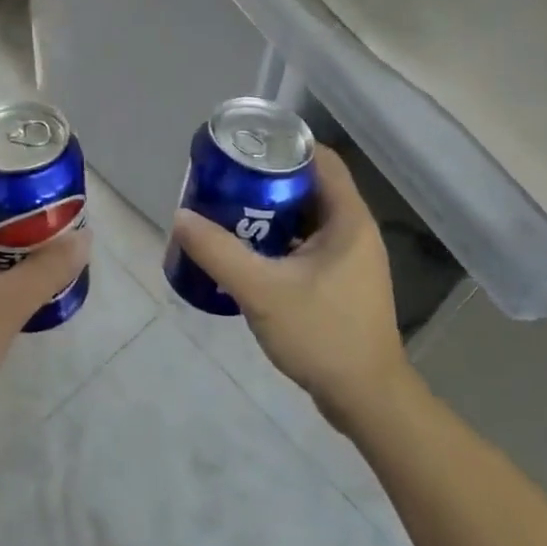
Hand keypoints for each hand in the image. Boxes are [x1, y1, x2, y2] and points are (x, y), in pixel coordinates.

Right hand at [171, 147, 410, 431]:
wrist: (366, 400)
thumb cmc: (322, 335)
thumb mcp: (262, 291)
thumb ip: (219, 253)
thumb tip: (180, 217)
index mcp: (348, 219)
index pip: (321, 159)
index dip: (284, 145)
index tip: (245, 148)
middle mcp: (354, 231)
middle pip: (310, 186)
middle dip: (268, 180)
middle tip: (227, 181)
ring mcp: (350, 258)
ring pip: (307, 218)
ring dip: (272, 212)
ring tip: (229, 212)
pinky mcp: (341, 282)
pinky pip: (307, 244)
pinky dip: (280, 240)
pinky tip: (248, 253)